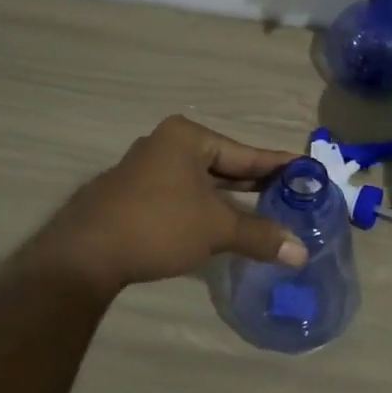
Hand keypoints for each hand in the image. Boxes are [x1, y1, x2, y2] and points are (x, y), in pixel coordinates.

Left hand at [20, 116, 308, 296]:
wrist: (84, 255)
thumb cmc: (158, 226)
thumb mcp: (216, 229)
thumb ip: (260, 236)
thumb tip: (301, 253)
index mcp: (187, 138)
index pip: (245, 152)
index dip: (278, 165)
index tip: (307, 170)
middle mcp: (166, 144)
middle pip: (224, 164)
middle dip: (256, 183)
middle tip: (293, 195)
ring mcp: (146, 169)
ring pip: (202, 182)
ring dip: (231, 199)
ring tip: (267, 210)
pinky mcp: (134, 194)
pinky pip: (183, 195)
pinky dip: (207, 208)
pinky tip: (224, 224)